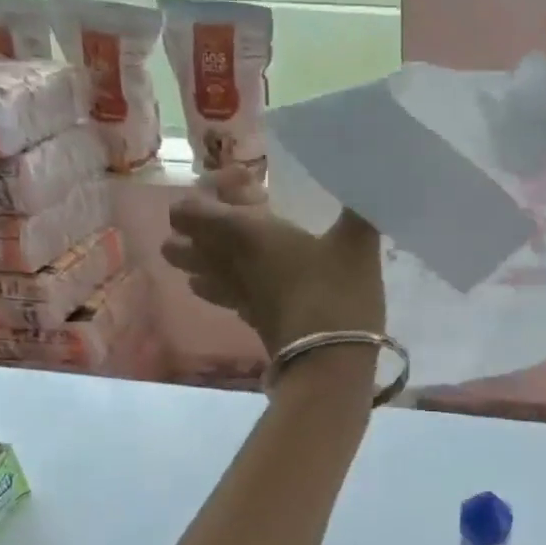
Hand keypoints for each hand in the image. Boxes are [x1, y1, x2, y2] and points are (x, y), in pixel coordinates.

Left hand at [162, 165, 384, 358]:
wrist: (331, 363)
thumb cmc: (338, 294)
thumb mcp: (357, 244)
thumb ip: (359, 208)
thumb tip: (368, 181)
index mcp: (243, 234)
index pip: (188, 210)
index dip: (204, 193)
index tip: (246, 185)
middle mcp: (227, 264)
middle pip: (177, 245)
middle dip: (195, 227)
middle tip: (236, 216)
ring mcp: (235, 297)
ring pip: (193, 275)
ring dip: (206, 258)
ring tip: (241, 247)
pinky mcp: (249, 321)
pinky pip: (222, 297)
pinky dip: (228, 283)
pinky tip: (258, 277)